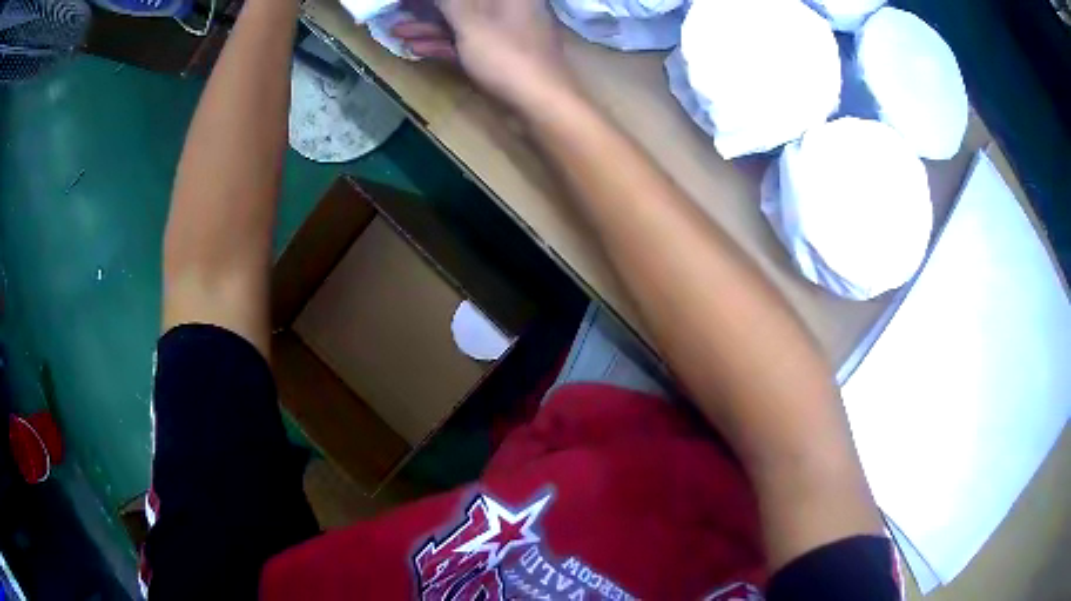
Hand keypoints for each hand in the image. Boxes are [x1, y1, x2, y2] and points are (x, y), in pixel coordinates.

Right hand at [394, 0, 575, 109]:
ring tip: (396, 31)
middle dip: (428, 8)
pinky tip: (415, 47)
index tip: (409, 3)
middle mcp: (509, 7)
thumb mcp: (470, 20)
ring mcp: (505, 32)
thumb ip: (448, 1)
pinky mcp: (498, 55)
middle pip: (463, 4)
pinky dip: (441, 44)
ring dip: (428, 27)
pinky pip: (466, 42)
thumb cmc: (506, 55)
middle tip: (398, 10)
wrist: (539, 104)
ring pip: (461, 23)